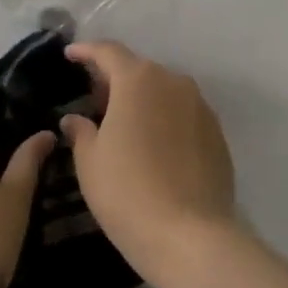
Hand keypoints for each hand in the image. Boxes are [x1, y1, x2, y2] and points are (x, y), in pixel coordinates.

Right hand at [59, 41, 235, 282]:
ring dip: (142, 99)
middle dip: (114, 79)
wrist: (190, 236)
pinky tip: (153, 145)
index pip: (108, 52)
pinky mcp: (217, 134)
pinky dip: (164, 119)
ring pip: (164, 92)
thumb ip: (80, 131)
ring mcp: (201, 108)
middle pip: (139, 70)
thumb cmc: (127, 191)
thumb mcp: (90, 161)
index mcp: (138, 80)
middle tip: (94, 99)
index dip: (86, 51)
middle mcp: (174, 83)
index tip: (70, 55)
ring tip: (124, 123)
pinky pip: (183, 114)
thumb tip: (75, 119)